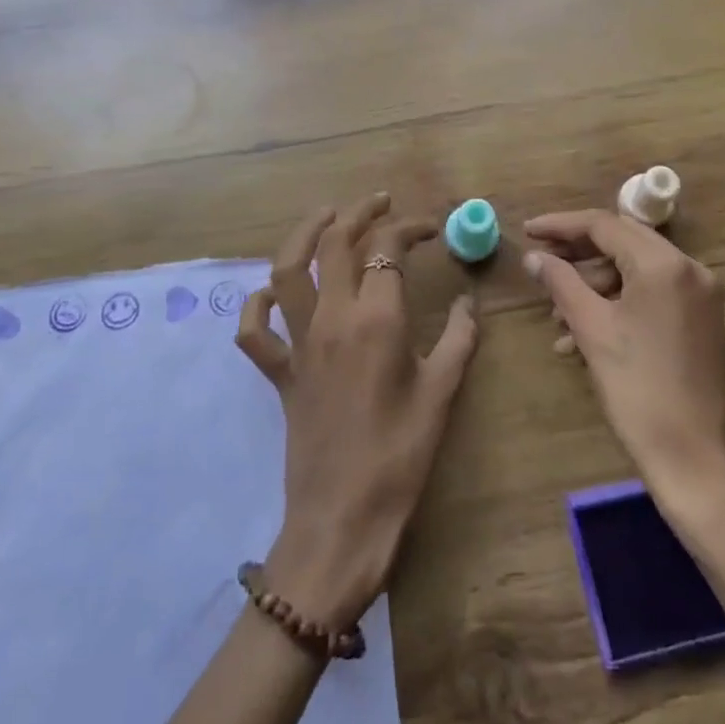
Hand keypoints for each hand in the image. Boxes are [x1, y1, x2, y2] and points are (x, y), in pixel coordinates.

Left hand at [236, 194, 478, 632]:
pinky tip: (271, 292)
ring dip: (304, 234)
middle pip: (335, 244)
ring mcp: (299, 344)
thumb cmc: (400, 457)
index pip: (387, 248)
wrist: (342, 520)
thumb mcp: (442, 394)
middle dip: (358, 213)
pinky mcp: (280, 373)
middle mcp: (332, 319)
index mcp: (376, 320)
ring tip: (326, 217)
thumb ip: (460, 339)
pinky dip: (257, 304)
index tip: (431, 228)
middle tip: (379, 203)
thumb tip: (469, 302)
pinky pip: (255, 331)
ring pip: (288, 270)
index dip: (410, 227)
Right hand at [522, 210, 724, 517]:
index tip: (527, 232)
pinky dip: (617, 304)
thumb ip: (561, 283)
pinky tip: (583, 336)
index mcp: (665, 265)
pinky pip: (651, 295)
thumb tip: (534, 257)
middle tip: (540, 265)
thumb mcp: (593, 330)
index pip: (604, 225)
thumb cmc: (640, 391)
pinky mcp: (701, 320)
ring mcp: (700, 295)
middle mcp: (690, 269)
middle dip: (577, 254)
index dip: (561, 226)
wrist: (697, 461)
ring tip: (557, 318)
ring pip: (635, 270)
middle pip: (622, 242)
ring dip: (594, 285)